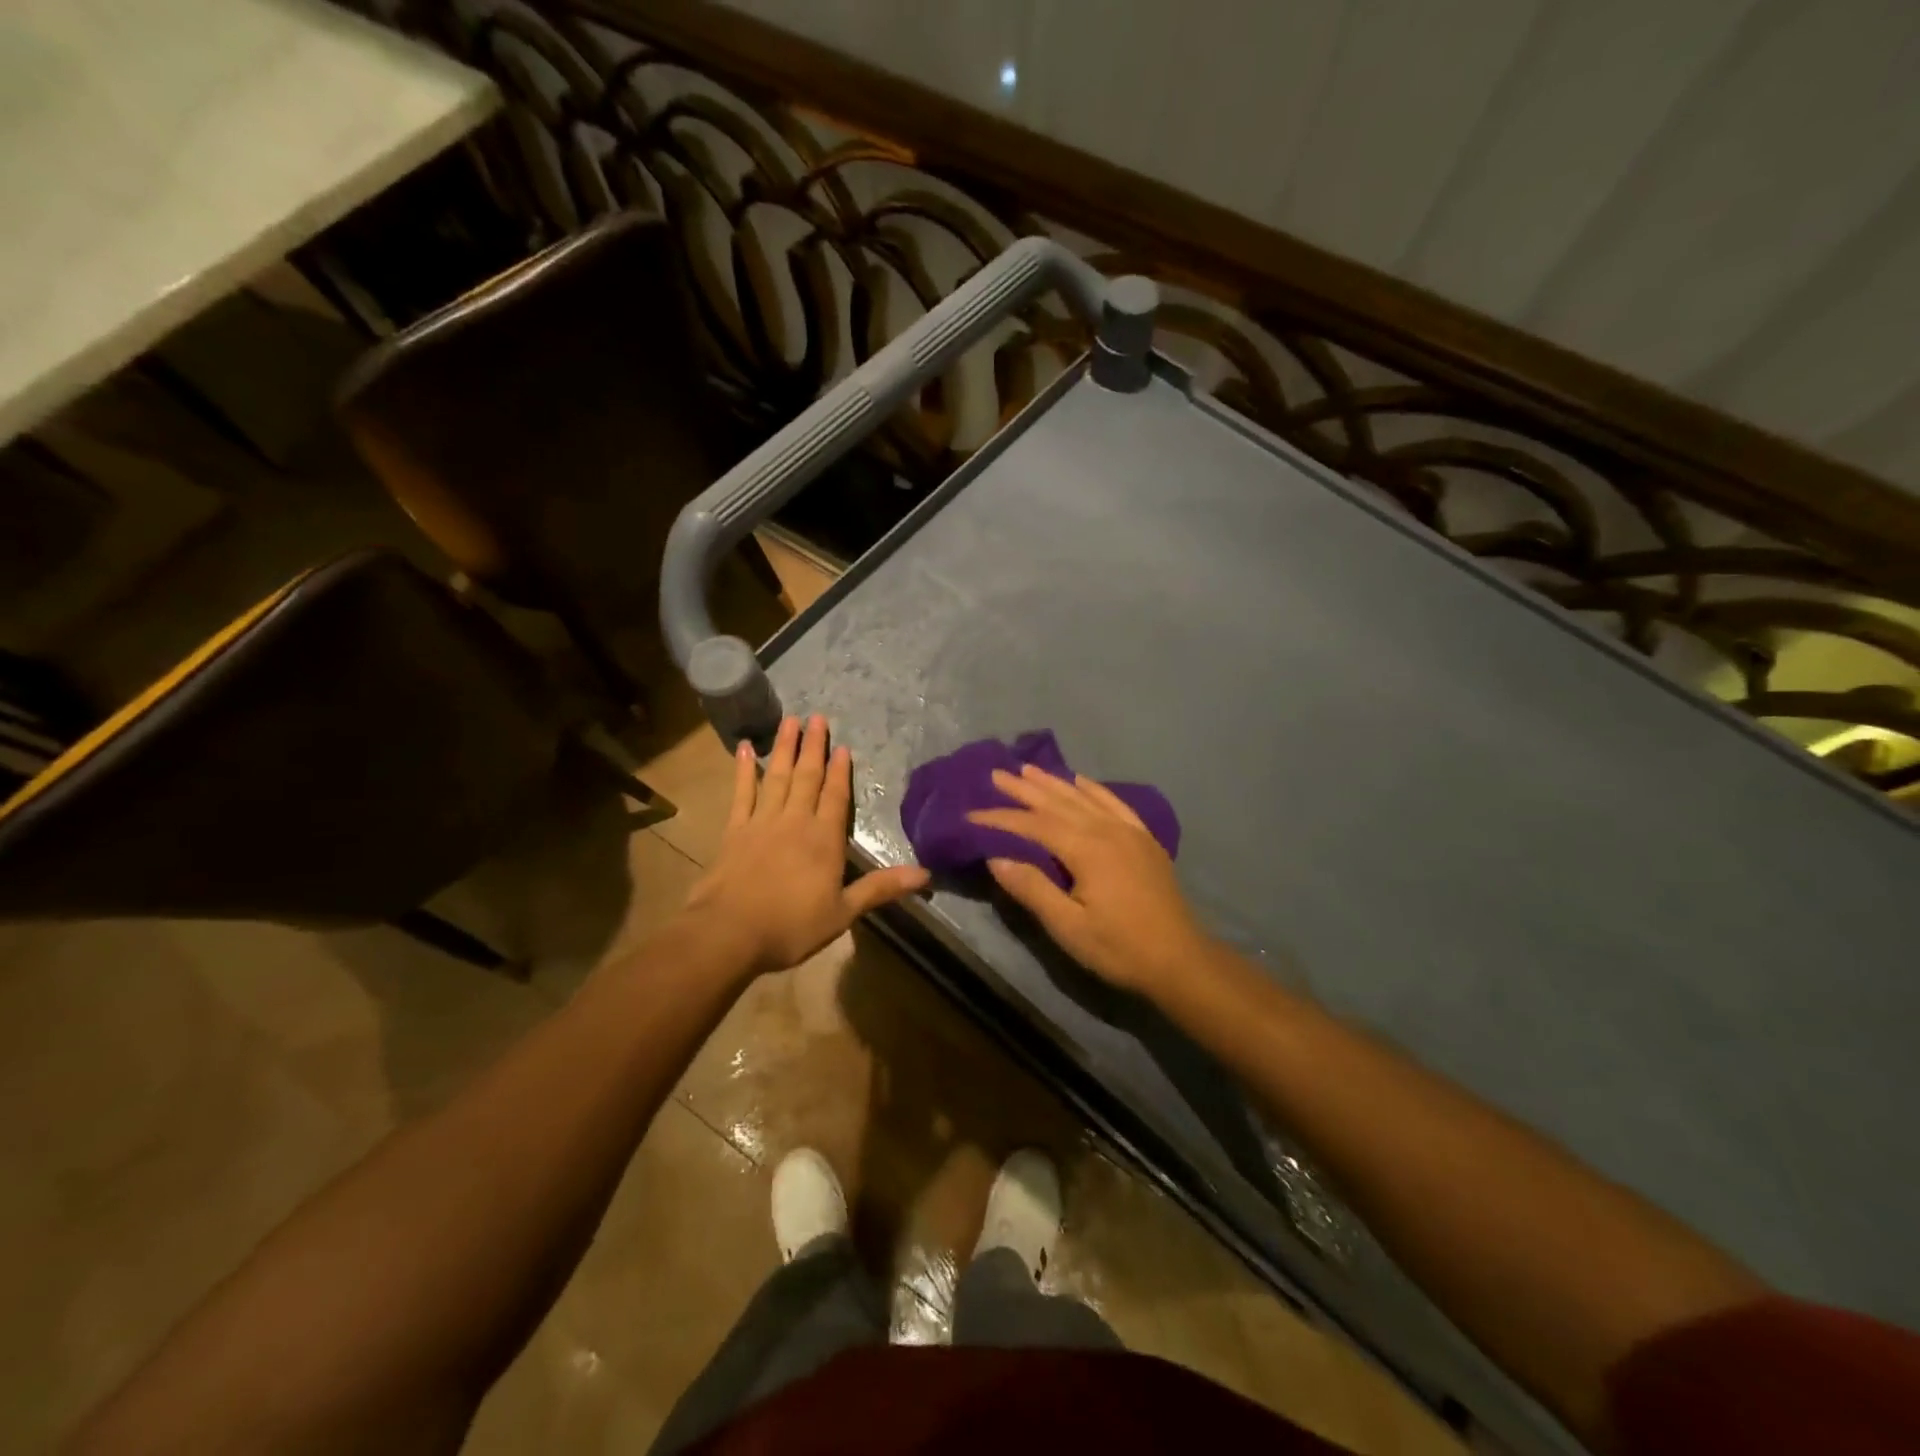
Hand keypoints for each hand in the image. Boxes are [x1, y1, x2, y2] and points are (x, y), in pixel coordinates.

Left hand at [682, 715, 928, 977]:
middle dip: (814, 747)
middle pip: (807, 777)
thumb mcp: (843, 912)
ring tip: (790, 720)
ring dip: (784, 748)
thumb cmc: (790, 926)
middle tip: (817, 717)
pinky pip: (742, 793)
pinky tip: (746, 749)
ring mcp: (762, 822)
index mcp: (824, 840)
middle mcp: (795, 822)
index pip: (835, 797)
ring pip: (777, 777)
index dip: (840, 771)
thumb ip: (880, 888)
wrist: (728, 932)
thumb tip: (926, 874)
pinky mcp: (734, 830)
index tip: (842, 745)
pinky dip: (744, 770)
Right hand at [967, 766, 1209, 995]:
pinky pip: (1114, 802)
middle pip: (1057, 802)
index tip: (971, 814)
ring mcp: (1129, 831)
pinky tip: (1081, 781)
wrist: (1180, 959)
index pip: (1033, 825)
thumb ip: (1032, 889)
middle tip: (996, 773)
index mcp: (1086, 849)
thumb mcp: (1068, 927)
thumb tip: (996, 858)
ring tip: (1028, 768)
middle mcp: (1107, 829)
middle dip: (1024, 788)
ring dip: (1053, 782)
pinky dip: (1093, 788)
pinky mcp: (1144, 839)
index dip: (1000, 818)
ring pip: (1083, 797)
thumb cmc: (1119, 947)